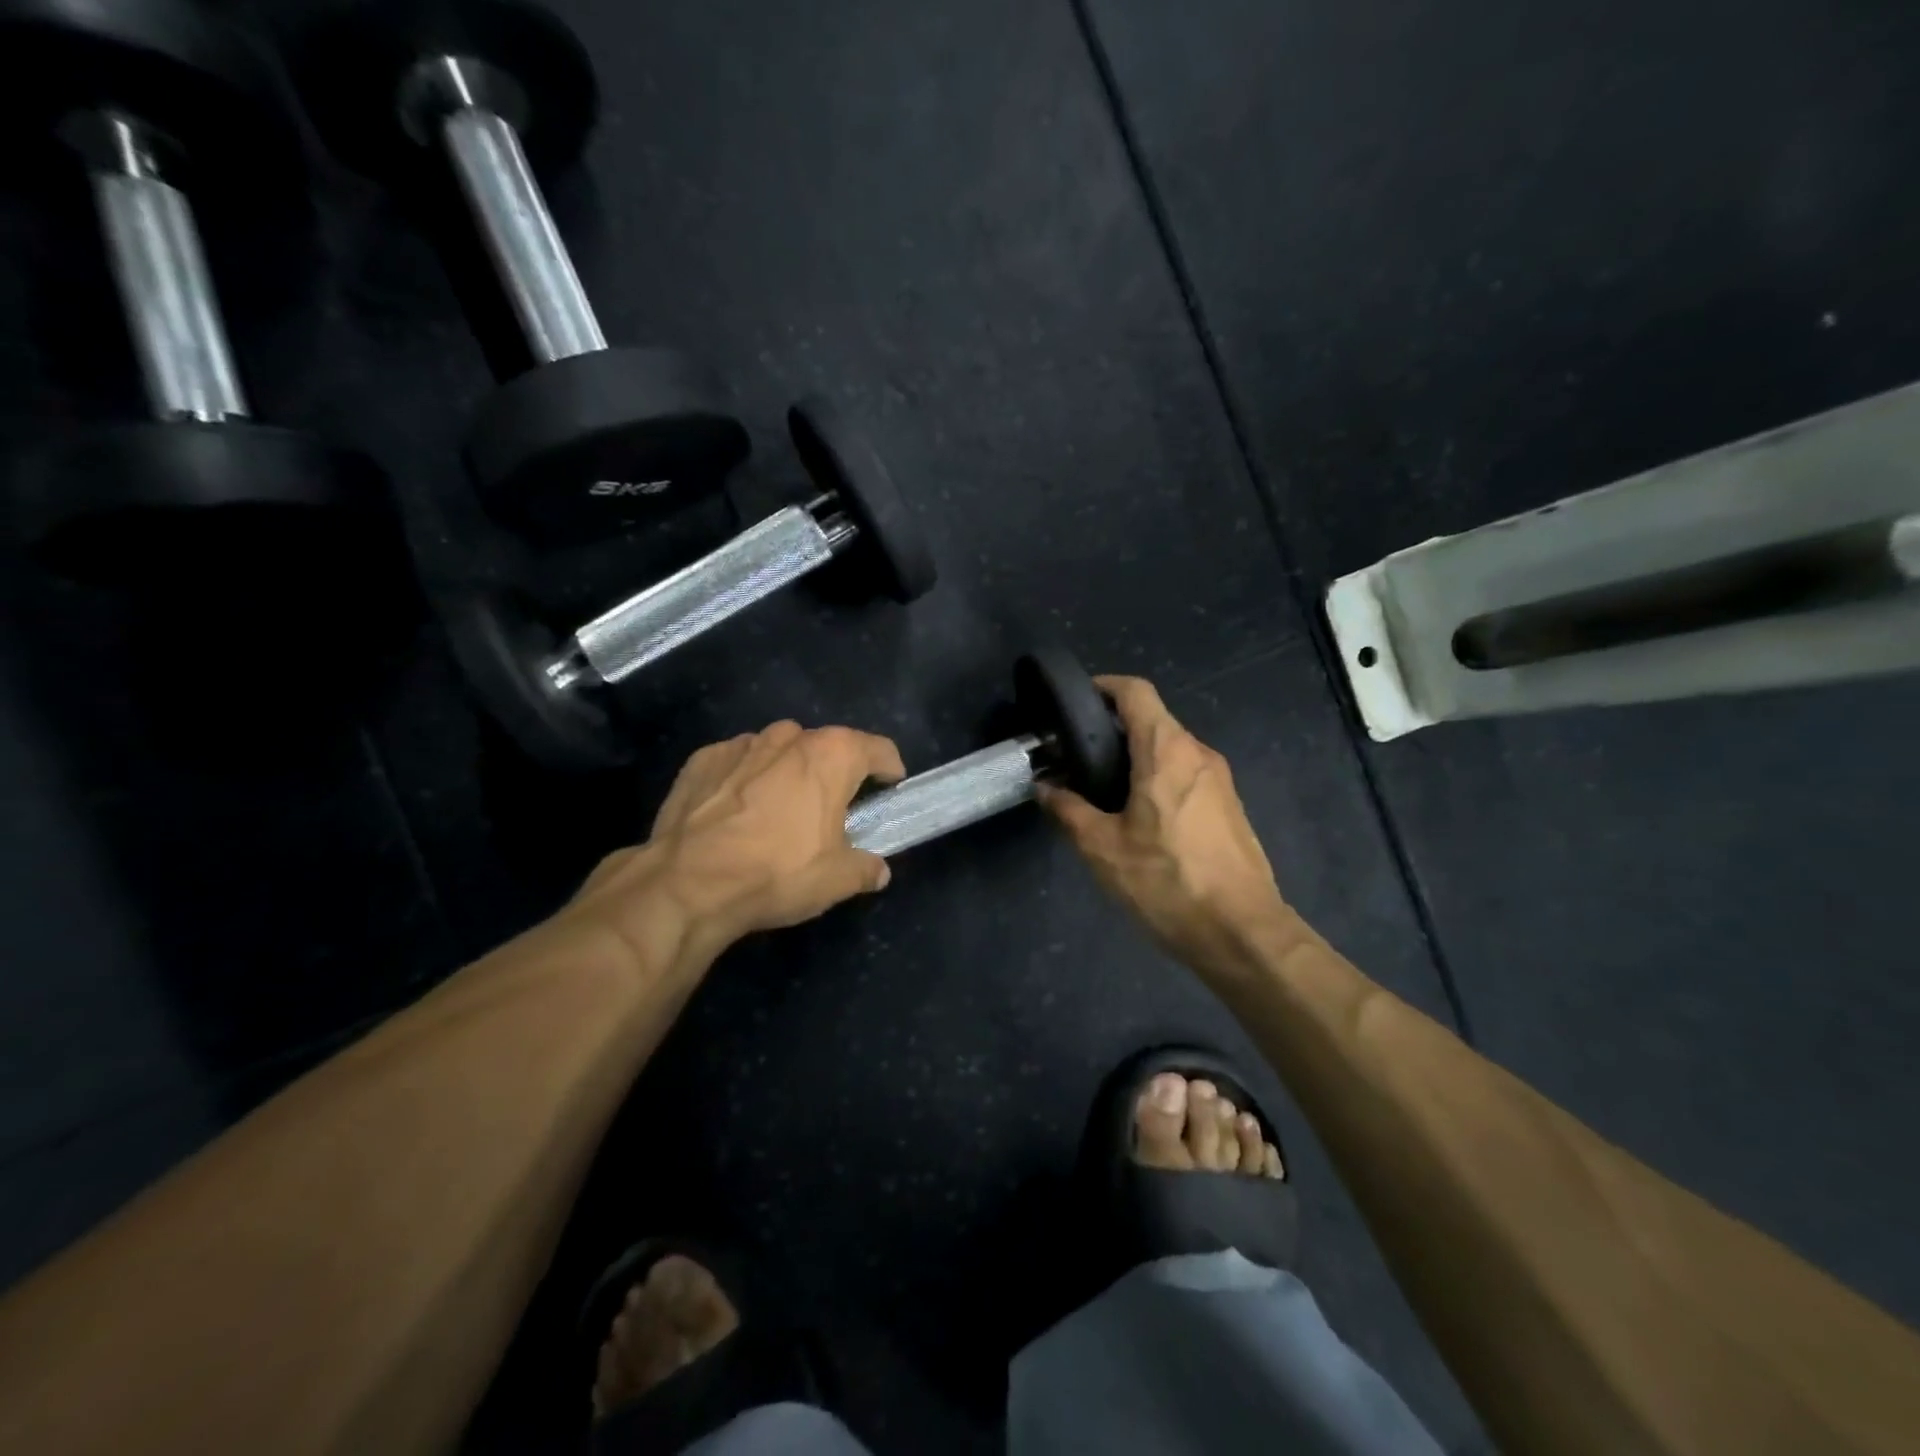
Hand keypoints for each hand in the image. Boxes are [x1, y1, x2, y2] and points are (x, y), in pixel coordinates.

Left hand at [566, 721, 904, 969]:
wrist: (687, 883)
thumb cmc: (777, 872)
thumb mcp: (836, 880)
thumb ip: (866, 868)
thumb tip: (878, 871)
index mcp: (832, 755)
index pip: (879, 749)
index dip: (889, 770)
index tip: (889, 789)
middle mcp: (789, 736)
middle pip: (826, 747)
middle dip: (833, 773)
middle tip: (830, 811)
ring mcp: (741, 744)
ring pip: (779, 751)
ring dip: (787, 773)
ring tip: (778, 812)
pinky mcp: (702, 759)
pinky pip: (737, 763)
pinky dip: (744, 780)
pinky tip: (735, 815)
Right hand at [1040, 676, 1289, 974]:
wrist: (1243, 932)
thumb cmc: (1168, 882)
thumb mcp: (1102, 848)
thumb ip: (1068, 811)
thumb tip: (1044, 787)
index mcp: (1167, 751)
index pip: (1136, 692)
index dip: (1104, 685)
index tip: (1075, 701)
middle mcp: (1199, 754)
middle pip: (1153, 721)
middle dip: (1112, 730)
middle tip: (1076, 757)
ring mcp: (1221, 781)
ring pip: (1170, 751)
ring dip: (1136, 758)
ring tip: (1101, 790)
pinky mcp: (1230, 808)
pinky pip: (1187, 776)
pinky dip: (1158, 779)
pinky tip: (1138, 818)